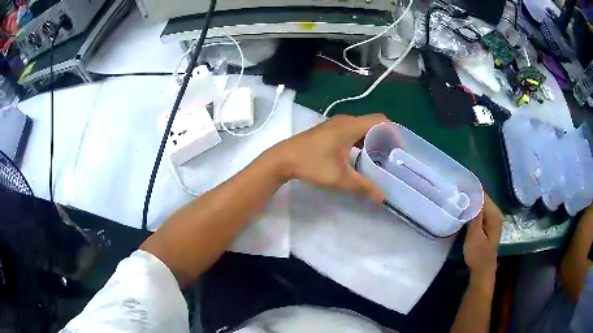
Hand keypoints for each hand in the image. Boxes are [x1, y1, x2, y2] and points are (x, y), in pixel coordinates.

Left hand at [270, 114, 387, 202]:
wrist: (283, 158)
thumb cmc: (312, 164)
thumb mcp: (340, 178)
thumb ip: (364, 187)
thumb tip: (383, 197)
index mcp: (351, 126)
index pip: (381, 121)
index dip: (393, 134)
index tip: (399, 151)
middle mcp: (345, 121)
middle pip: (373, 124)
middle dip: (385, 139)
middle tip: (391, 158)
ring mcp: (336, 124)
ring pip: (362, 128)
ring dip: (372, 141)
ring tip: (380, 160)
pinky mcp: (329, 131)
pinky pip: (352, 131)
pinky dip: (361, 141)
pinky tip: (361, 157)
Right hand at [464, 194, 502, 281]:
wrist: (482, 270)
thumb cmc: (478, 255)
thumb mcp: (474, 236)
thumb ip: (475, 216)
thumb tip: (472, 197)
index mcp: (494, 214)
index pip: (483, 195)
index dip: (471, 190)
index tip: (458, 186)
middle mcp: (496, 213)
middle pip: (483, 198)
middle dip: (470, 195)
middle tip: (455, 193)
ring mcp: (493, 218)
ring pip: (481, 204)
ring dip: (471, 202)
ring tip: (457, 199)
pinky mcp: (489, 223)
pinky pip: (481, 211)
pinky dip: (473, 209)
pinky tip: (464, 210)